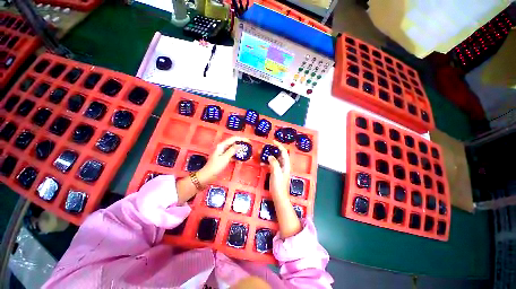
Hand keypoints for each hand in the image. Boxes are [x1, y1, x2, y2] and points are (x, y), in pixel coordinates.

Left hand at [197, 136, 248, 184]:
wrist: (207, 176)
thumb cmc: (215, 167)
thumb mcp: (225, 158)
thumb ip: (232, 150)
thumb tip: (240, 145)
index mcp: (222, 145)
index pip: (233, 139)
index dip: (242, 139)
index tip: (249, 141)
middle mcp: (223, 147)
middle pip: (234, 143)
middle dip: (242, 144)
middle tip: (249, 146)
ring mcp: (223, 153)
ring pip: (234, 149)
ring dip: (240, 151)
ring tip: (247, 153)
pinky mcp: (224, 158)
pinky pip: (232, 155)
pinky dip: (237, 156)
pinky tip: (241, 160)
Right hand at [267, 141, 300, 238]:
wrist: (279, 197)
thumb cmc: (278, 185)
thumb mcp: (276, 173)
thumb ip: (274, 163)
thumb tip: (270, 156)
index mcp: (286, 165)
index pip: (283, 152)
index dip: (279, 145)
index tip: (273, 141)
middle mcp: (284, 166)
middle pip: (280, 155)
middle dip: (273, 150)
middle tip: (266, 148)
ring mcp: (280, 169)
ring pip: (275, 159)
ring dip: (269, 156)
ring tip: (262, 154)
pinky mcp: (276, 173)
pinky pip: (272, 164)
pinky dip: (267, 162)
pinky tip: (262, 163)